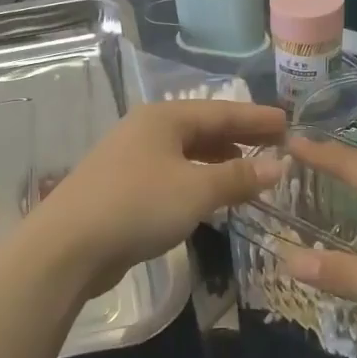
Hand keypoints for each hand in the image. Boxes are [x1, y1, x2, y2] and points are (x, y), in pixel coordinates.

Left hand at [26, 100, 287, 295]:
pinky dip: (197, 179)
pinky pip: (172, 174)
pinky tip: (210, 195)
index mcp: (164, 118)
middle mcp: (146, 130)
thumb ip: (239, 176)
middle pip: (202, 128)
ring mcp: (130, 159)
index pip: (221, 111)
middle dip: (239, 137)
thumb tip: (278, 166)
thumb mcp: (197, 190)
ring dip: (219, 160)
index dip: (256, 118)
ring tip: (249, 170)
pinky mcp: (122, 188)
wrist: (68, 246)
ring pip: (186, 153)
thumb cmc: (138, 206)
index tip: (288, 123)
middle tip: (275, 146)